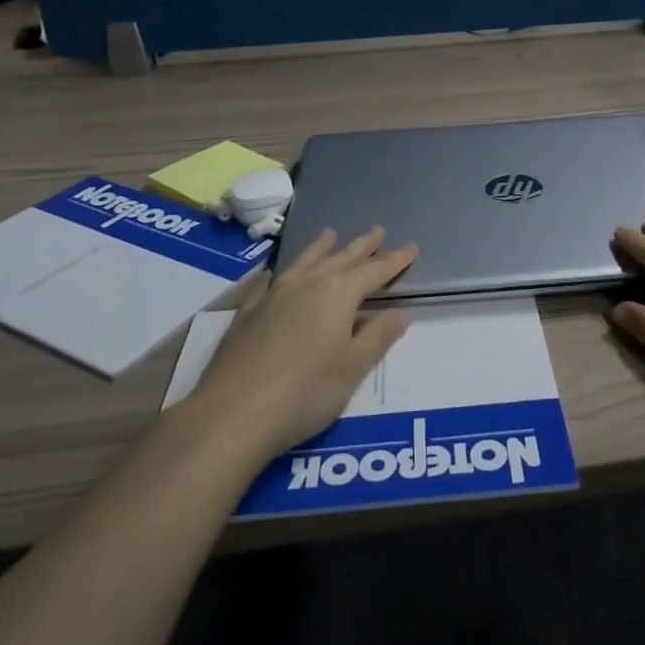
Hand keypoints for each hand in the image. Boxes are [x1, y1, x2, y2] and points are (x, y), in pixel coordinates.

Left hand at [193, 226, 417, 461]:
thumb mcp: (353, 368)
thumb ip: (378, 337)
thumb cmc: (305, 392)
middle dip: (362, 246)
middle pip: (340, 258)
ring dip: (320, 248)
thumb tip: (400, 313)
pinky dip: (277, 273)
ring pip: (304, 262)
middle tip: (377, 230)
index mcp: (338, 294)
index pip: (374, 271)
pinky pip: (267, 282)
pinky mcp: (247, 313)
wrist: (233, 413)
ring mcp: (273, 295)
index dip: (394, 260)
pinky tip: (273, 274)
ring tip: (330, 234)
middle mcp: (307, 284)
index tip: (411, 247)